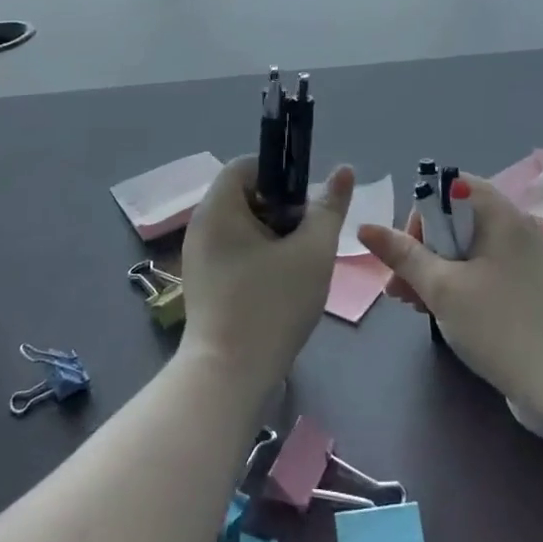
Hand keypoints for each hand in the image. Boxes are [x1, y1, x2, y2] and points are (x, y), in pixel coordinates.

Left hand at [177, 156, 354, 398]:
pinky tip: (280, 284)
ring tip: (299, 263)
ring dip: (274, 235)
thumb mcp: (312, 251)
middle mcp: (200, 225)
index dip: (281, 174)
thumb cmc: (272, 305)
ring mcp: (198, 256)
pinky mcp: (203, 283)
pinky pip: (234, 251)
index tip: (306, 203)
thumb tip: (343, 170)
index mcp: (218, 207)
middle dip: (282, 209)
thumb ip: (329, 208)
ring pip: (242, 226)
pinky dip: (259, 256)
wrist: (229, 376)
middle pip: (246, 195)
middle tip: (308, 236)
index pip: (247, 165)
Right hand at [357, 175, 542, 418]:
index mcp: (502, 215)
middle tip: (401, 289)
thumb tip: (366, 227)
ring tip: (414, 306)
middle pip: (456, 219)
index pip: (451, 187)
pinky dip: (460, 283)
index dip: (422, 213)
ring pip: (468, 249)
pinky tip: (442, 313)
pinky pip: (486, 269)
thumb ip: (403, 255)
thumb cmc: (501, 327)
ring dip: (436, 270)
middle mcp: (517, 227)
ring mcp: (527, 259)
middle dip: (422, 249)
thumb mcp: (443, 288)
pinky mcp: (530, 287)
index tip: (409, 253)